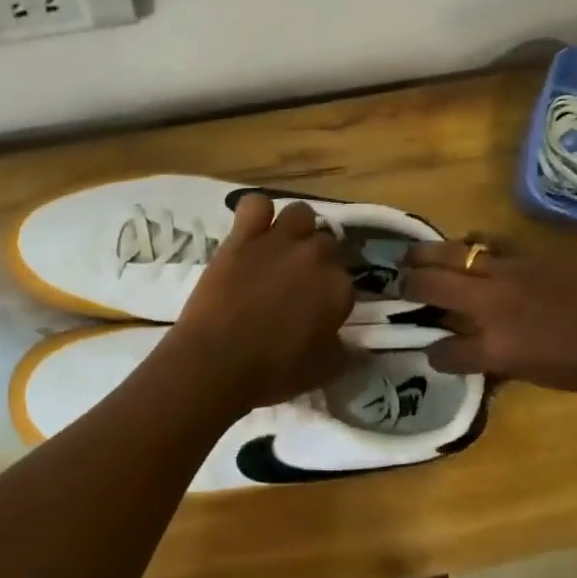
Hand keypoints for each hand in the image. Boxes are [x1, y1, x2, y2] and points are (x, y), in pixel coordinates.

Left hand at [162, 194, 356, 411]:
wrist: (216, 362)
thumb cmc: (272, 372)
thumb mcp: (322, 372)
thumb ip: (346, 354)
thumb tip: (359, 348)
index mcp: (338, 290)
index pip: (345, 279)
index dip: (331, 291)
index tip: (318, 306)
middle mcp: (314, 257)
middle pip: (326, 242)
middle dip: (317, 257)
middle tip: (298, 279)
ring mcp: (278, 241)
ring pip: (300, 213)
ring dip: (296, 227)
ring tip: (282, 246)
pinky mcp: (243, 236)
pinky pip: (256, 204)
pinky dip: (256, 212)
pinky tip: (252, 229)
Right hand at [402, 242, 576, 395]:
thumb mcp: (546, 376)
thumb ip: (505, 361)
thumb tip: (482, 354)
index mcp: (498, 349)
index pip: (446, 351)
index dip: (435, 352)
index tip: (431, 350)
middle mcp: (492, 306)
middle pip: (432, 286)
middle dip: (408, 285)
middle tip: (396, 284)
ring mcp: (508, 272)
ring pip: (450, 253)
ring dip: (424, 254)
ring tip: (409, 255)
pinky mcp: (528, 251)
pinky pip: (485, 242)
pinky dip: (470, 245)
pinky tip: (466, 248)